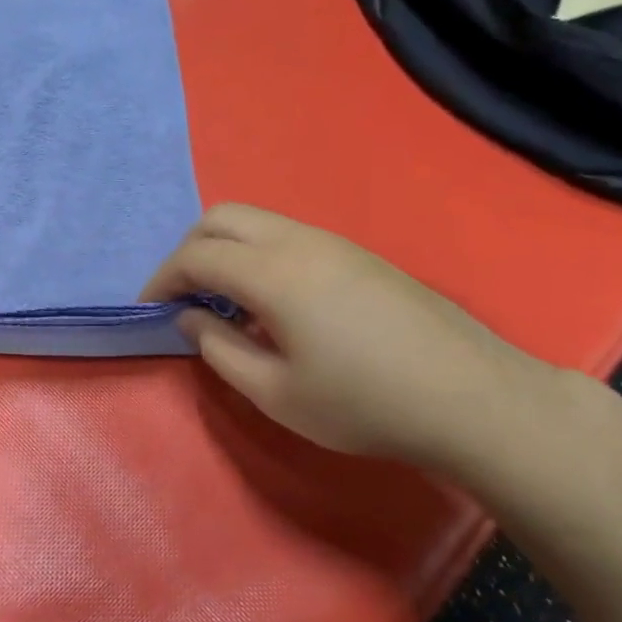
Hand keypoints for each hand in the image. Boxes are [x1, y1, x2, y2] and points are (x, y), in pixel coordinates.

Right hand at [141, 204, 548, 469]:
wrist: (471, 398)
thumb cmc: (363, 404)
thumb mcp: (275, 393)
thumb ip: (220, 349)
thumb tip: (192, 317)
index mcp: (274, 273)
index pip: (197, 255)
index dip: (162, 280)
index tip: (149, 309)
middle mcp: (301, 241)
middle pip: (223, 217)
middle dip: (189, 250)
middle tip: (182, 296)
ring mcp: (335, 243)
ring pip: (258, 221)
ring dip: (225, 249)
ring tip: (222, 301)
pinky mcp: (359, 255)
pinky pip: (288, 236)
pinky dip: (257, 253)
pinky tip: (270, 302)